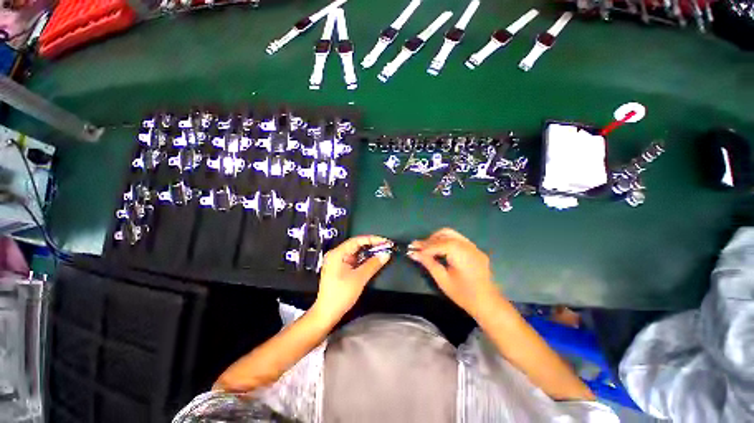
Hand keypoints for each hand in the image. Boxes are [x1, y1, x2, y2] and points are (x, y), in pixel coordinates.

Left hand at [314, 235, 390, 321]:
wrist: (327, 313)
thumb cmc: (341, 295)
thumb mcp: (359, 278)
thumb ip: (373, 264)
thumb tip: (386, 254)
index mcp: (337, 253)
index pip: (357, 240)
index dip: (373, 239)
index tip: (385, 242)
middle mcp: (336, 254)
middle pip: (356, 245)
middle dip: (372, 246)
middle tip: (386, 247)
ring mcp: (337, 261)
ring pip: (356, 253)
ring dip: (369, 253)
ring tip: (382, 253)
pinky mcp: (340, 268)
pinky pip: (354, 260)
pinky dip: (363, 260)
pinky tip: (373, 261)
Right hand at [409, 228, 499, 318]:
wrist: (487, 303)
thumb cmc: (463, 294)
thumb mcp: (443, 279)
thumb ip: (428, 263)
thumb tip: (413, 253)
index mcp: (461, 253)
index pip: (439, 244)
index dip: (424, 246)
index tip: (412, 248)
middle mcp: (468, 245)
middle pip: (445, 233)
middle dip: (431, 239)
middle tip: (419, 248)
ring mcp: (473, 246)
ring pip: (452, 234)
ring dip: (438, 239)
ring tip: (428, 248)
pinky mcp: (475, 249)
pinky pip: (458, 240)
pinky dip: (446, 242)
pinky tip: (440, 250)